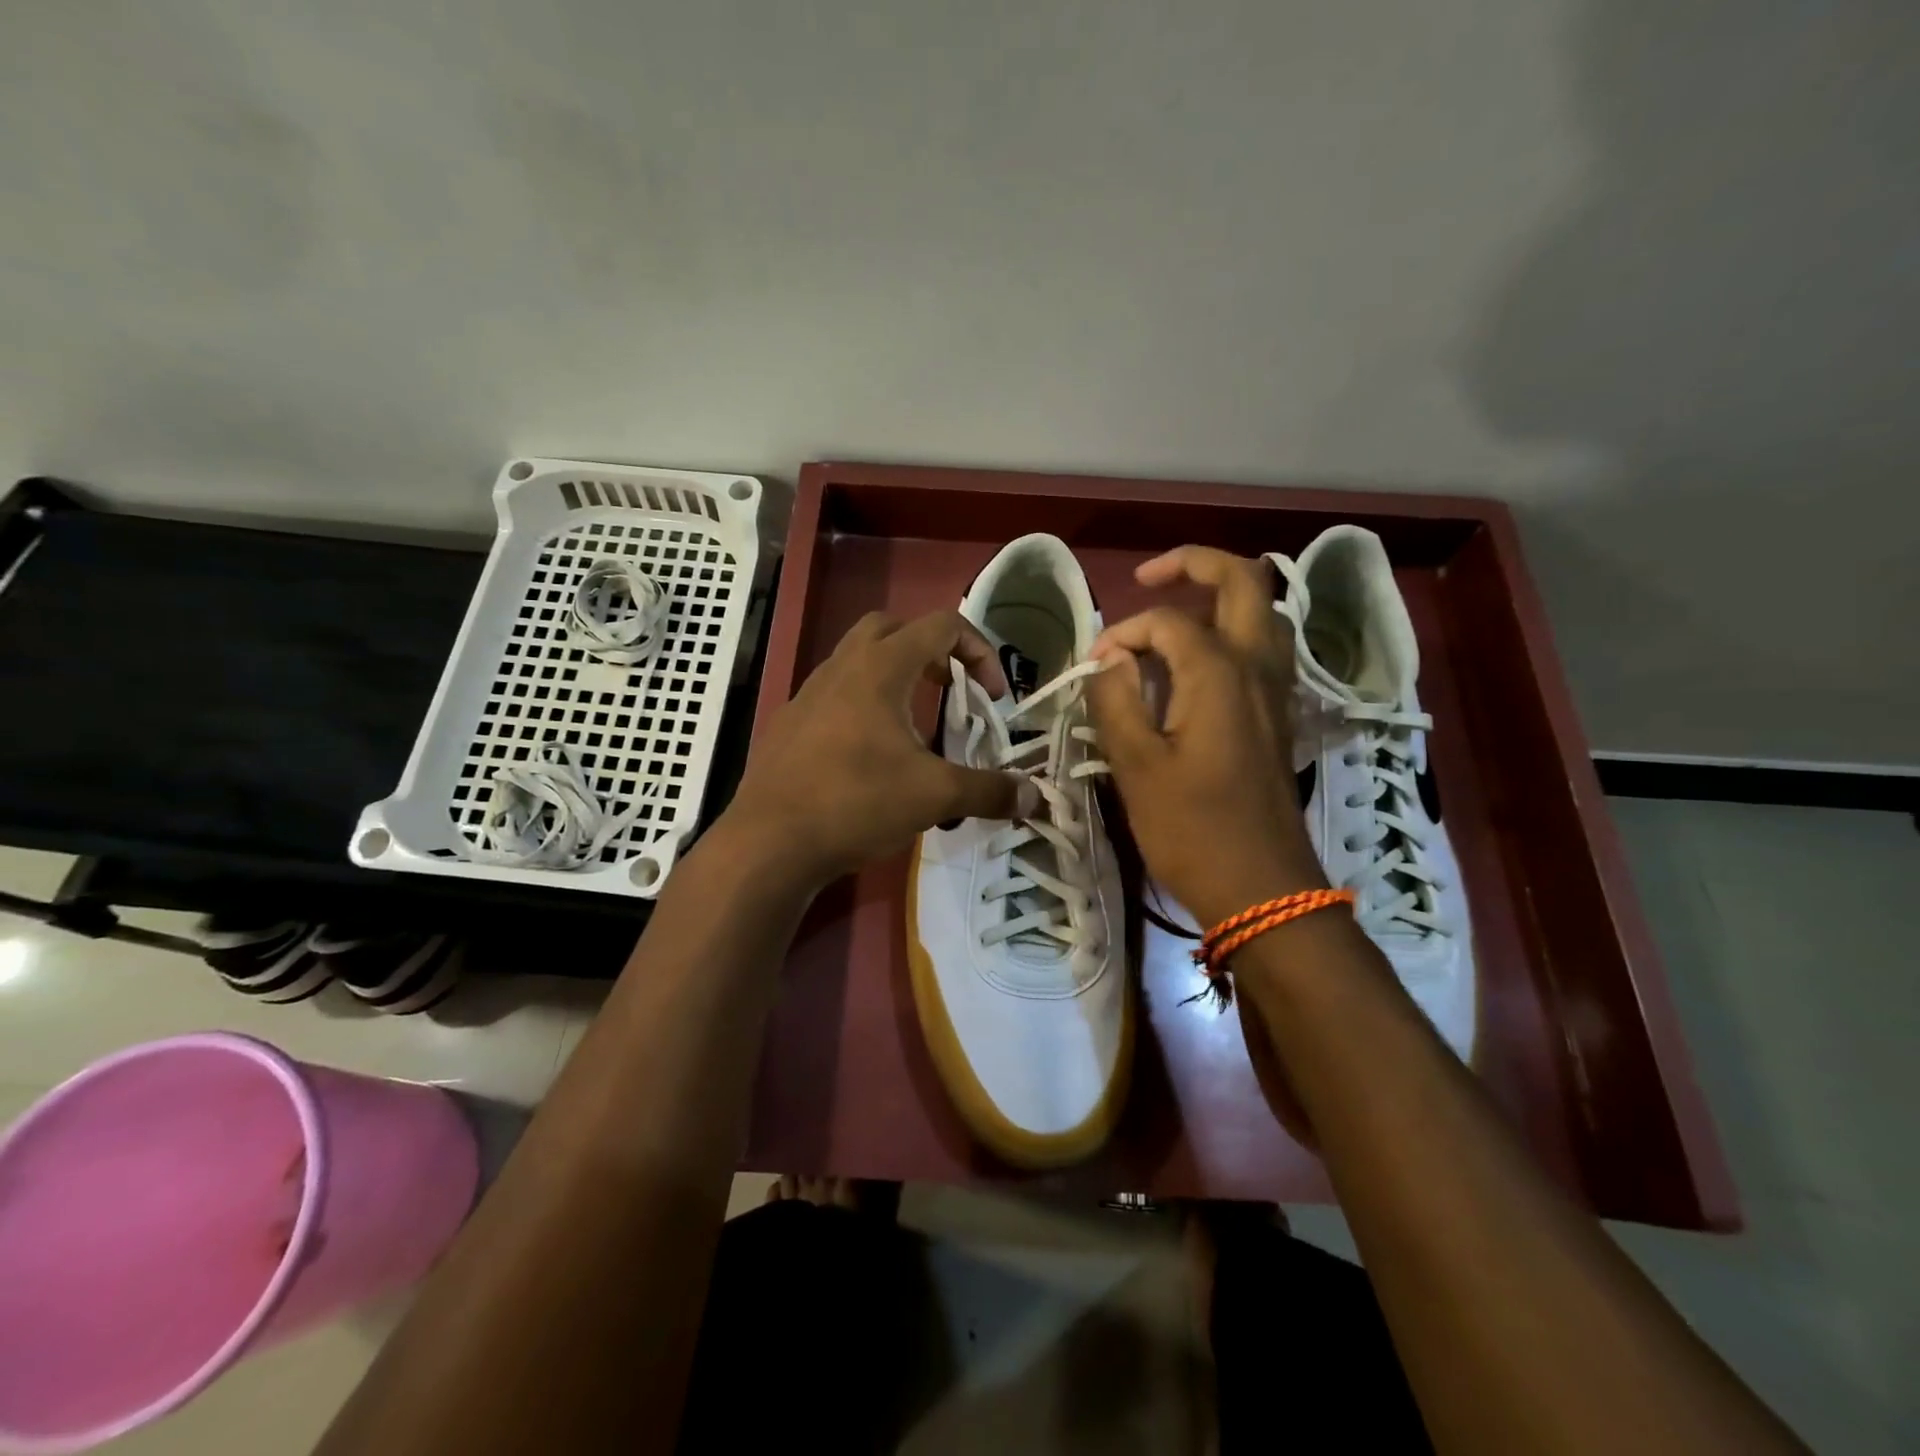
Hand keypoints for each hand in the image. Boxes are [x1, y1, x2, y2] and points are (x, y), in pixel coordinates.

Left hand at [724, 610, 1032, 888]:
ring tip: (916, 724)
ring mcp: (810, 693)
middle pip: (894, 628)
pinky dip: (864, 704)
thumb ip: (988, 791)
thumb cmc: (855, 802)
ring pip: (859, 659)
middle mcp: (842, 666)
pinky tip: (871, 753)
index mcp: (880, 667)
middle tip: (950, 690)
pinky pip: (836, 693)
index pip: (942, 625)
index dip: (980, 651)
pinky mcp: (791, 722)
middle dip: (932, 650)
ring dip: (896, 676)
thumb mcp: (933, 796)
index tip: (993, 697)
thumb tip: (1033, 797)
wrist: (769, 841)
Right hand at [1084, 547, 1325, 927]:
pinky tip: (1198, 666)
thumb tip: (1108, 660)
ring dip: (1221, 598)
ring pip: (1263, 613)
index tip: (1093, 670)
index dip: (1123, 634)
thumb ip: (1115, 700)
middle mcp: (1258, 667)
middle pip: (1244, 581)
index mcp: (1220, 672)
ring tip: (1174, 617)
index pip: (1165, 622)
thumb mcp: (1135, 766)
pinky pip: (1264, 650)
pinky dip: (1233, 634)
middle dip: (1194, 565)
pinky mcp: (1280, 717)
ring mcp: (1278, 692)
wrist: (1263, 889)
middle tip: (1149, 577)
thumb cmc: (1192, 830)